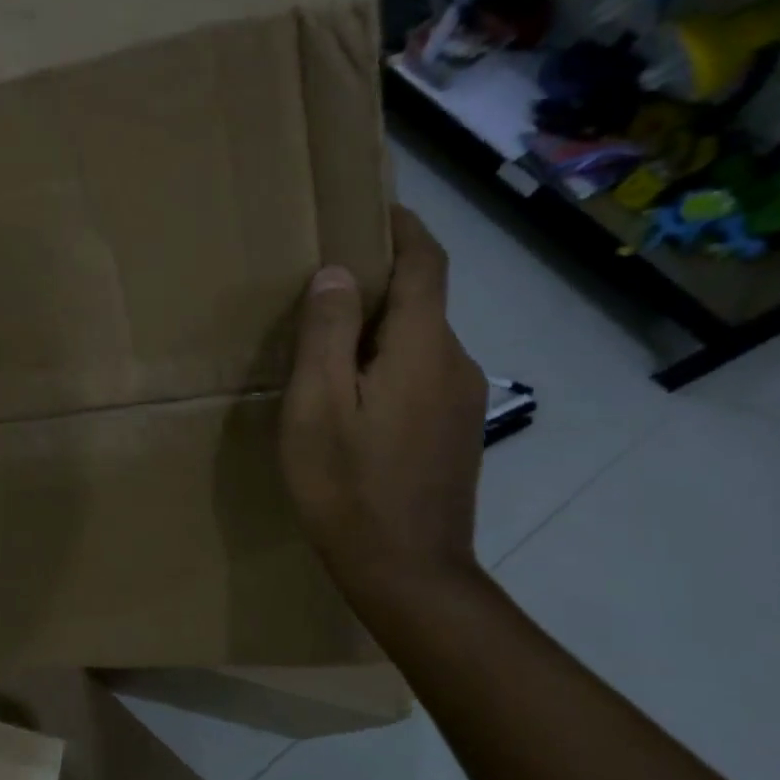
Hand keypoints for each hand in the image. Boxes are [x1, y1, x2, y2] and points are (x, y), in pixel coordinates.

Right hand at [280, 206, 486, 612]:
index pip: (426, 264)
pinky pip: (423, 376)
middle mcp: (455, 364)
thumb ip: (326, 333)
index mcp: (421, 348)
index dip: (404, 229)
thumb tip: (337, 273)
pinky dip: (390, 364)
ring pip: (420, 343)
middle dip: (381, 283)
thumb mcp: (316, 406)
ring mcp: (463, 402)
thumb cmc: (348, 485)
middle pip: (422, 302)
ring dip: (381, 329)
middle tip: (323, 287)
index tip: (376, 207)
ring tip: (328, 346)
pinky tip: (354, 397)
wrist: (407, 572)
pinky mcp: (457, 433)